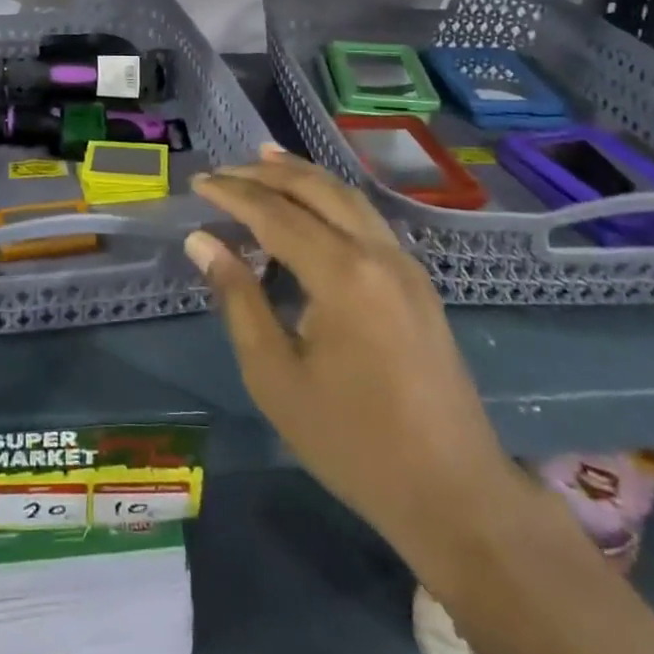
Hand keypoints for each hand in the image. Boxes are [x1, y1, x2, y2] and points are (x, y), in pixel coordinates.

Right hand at [186, 146, 523, 572]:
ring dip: (302, 175)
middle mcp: (377, 252)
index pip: (275, 213)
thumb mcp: (276, 377)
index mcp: (342, 275)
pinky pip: (366, 217)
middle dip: (265, 173)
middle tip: (224, 169)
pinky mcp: (417, 280)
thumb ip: (238, 299)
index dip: (232, 194)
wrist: (454, 494)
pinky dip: (331, 197)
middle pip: (315, 189)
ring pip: (346, 195)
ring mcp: (404, 263)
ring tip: (263, 160)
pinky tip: (312, 202)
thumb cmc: (353, 442)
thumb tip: (203, 242)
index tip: (198, 182)